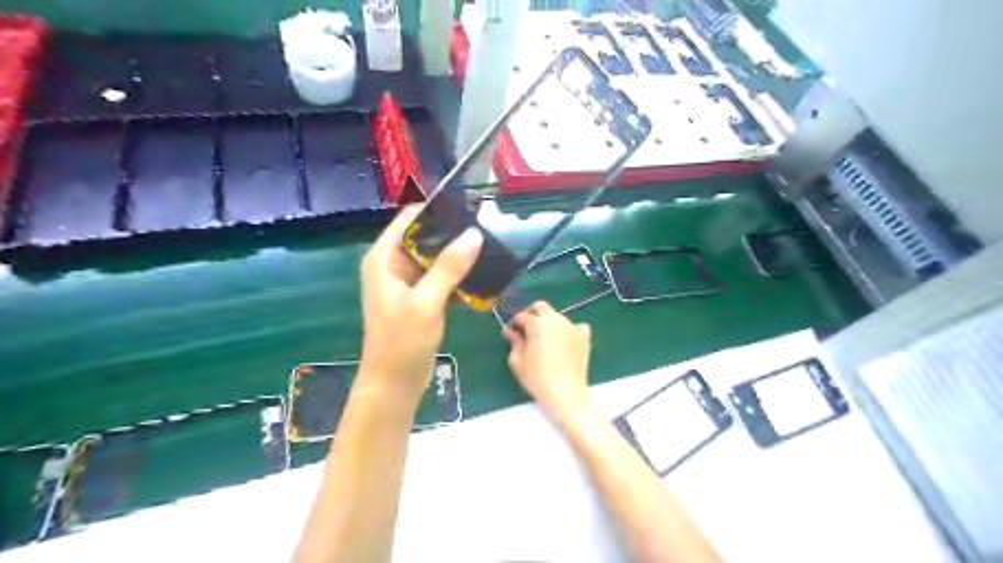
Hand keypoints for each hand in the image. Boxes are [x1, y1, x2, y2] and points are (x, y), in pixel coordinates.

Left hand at [362, 207, 485, 399]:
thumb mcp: (426, 301)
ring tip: (488, 250)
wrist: (393, 384)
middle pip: (423, 236)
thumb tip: (475, 233)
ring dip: (457, 256)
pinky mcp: (419, 298)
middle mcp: (392, 264)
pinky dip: (456, 276)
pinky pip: (439, 277)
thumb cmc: (402, 342)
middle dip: (452, 234)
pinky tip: (479, 276)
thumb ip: (449, 266)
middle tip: (486, 231)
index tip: (468, 210)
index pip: (409, 219)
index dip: (437, 211)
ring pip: (434, 257)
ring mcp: (406, 282)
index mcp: (383, 258)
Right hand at [507, 303, 589, 420]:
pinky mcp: (584, 338)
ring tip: (545, 339)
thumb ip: (514, 342)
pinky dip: (570, 330)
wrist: (565, 395)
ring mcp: (572, 327)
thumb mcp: (517, 361)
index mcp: (537, 324)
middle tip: (527, 329)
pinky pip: (577, 326)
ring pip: (558, 316)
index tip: (512, 333)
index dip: (514, 323)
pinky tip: (565, 341)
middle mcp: (556, 319)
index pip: (522, 316)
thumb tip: (510, 331)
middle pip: (541, 306)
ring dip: (549, 322)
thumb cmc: (536, 378)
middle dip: (531, 313)